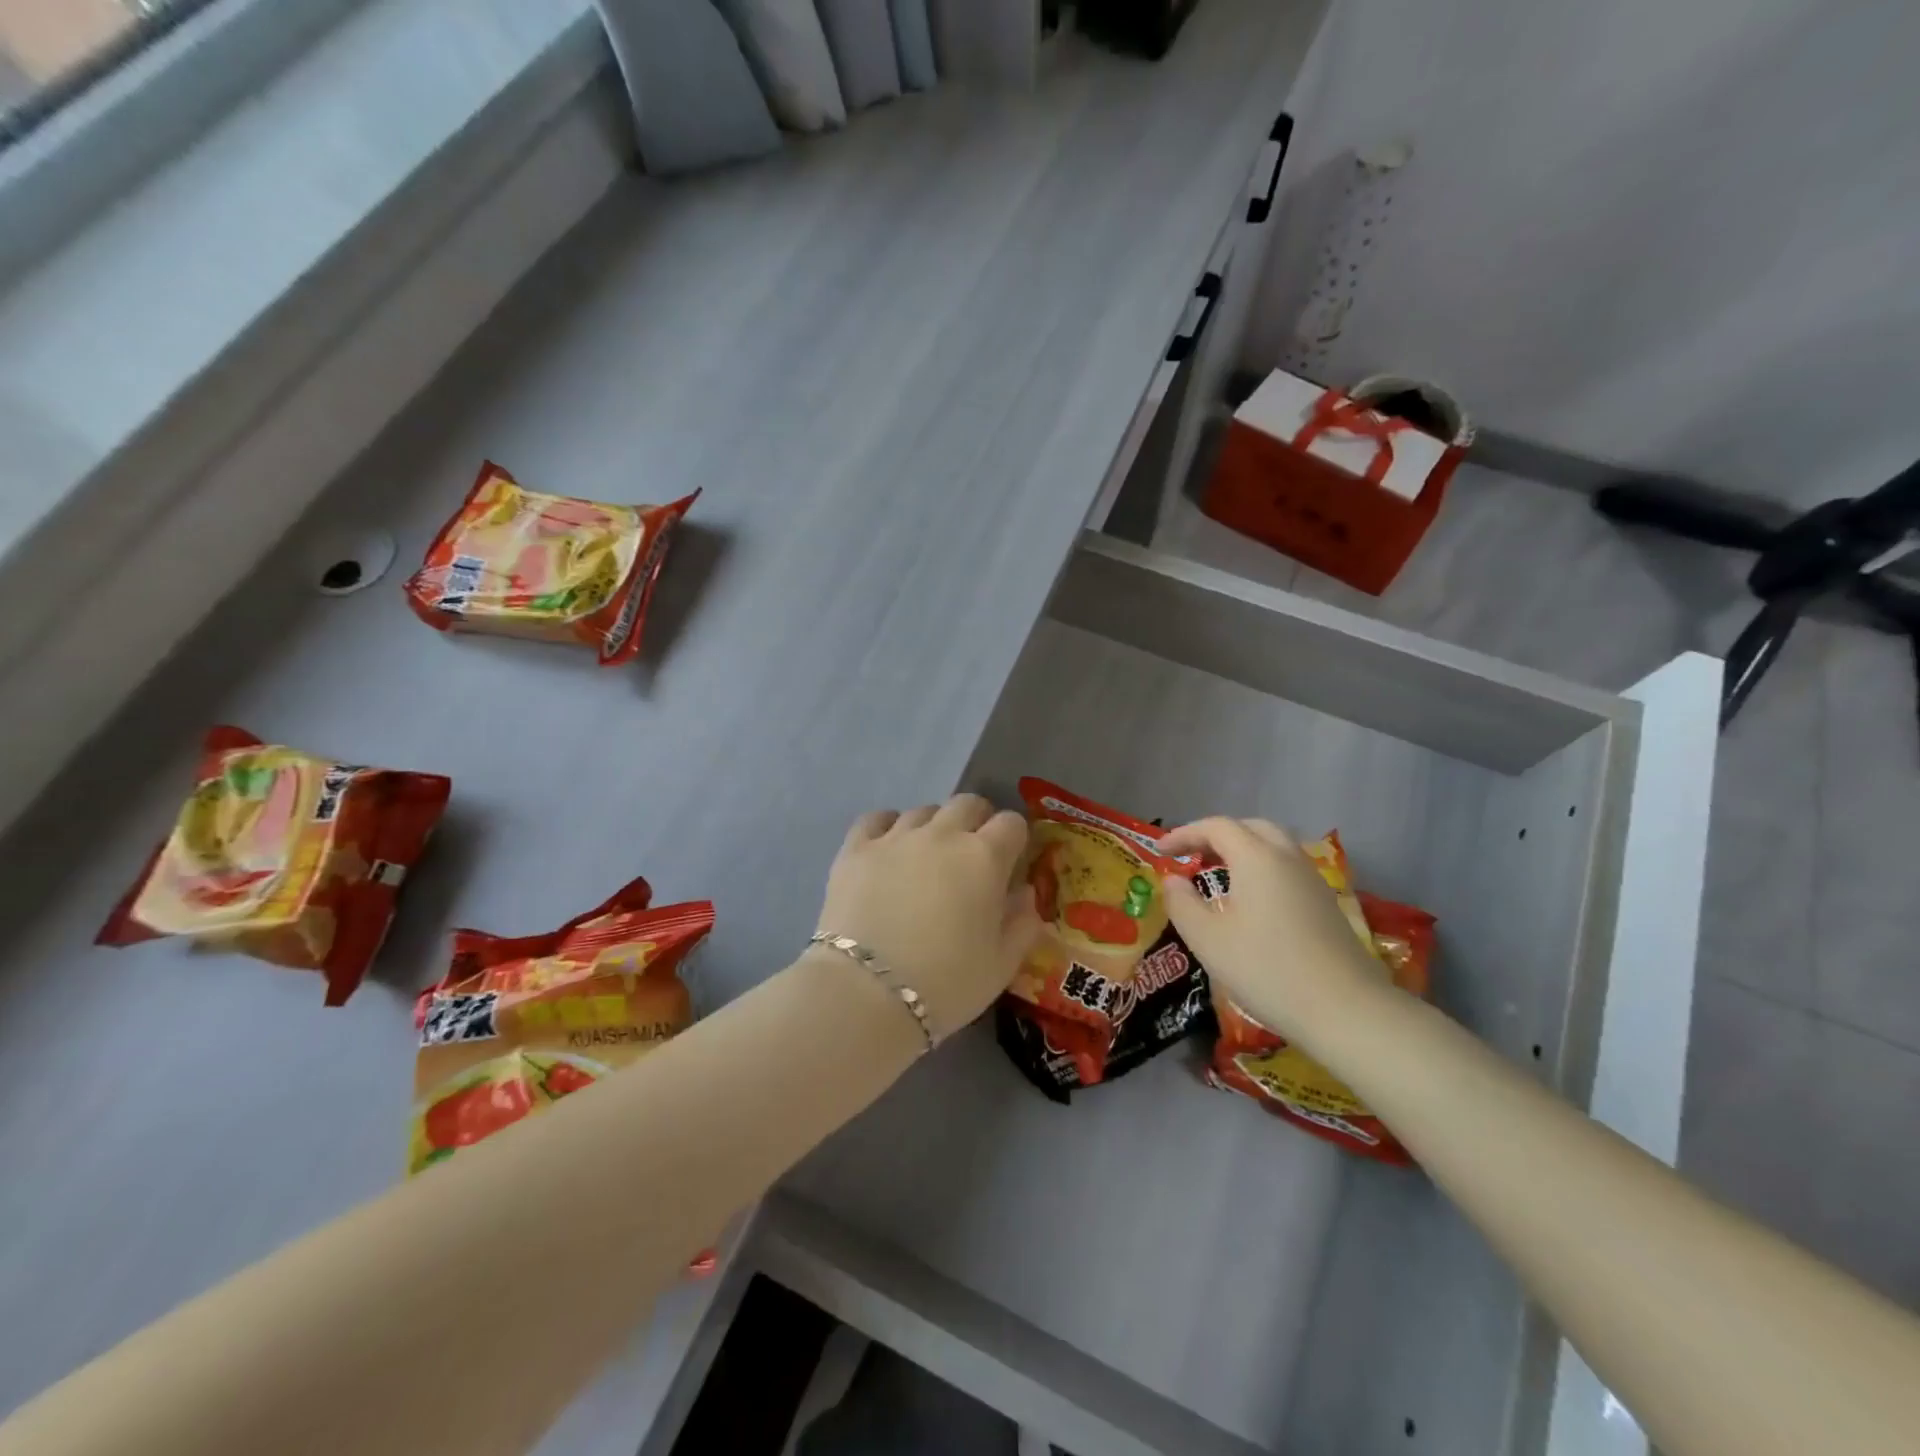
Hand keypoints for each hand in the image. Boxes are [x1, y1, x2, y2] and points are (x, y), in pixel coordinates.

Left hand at [816, 795, 1041, 1041]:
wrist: (866, 994)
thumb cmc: (946, 984)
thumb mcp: (1002, 965)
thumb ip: (1023, 924)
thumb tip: (1026, 894)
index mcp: (984, 858)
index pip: (1011, 823)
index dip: (1014, 839)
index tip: (1010, 861)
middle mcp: (942, 835)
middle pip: (967, 803)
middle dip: (977, 821)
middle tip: (972, 854)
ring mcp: (895, 837)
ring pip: (923, 811)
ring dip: (934, 827)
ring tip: (927, 858)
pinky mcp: (855, 849)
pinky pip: (876, 818)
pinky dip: (888, 826)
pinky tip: (888, 847)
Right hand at [1158, 817, 1383, 1045]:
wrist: (1345, 1010)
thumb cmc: (1266, 969)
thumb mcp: (1207, 939)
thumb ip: (1182, 903)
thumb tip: (1173, 881)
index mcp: (1256, 858)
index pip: (1216, 827)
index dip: (1184, 834)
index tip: (1160, 851)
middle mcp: (1287, 858)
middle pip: (1250, 828)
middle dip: (1217, 835)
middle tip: (1191, 855)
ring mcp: (1312, 880)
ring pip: (1274, 846)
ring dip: (1242, 850)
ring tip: (1218, 873)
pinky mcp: (1326, 904)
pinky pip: (1287, 868)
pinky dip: (1262, 869)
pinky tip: (1251, 900)